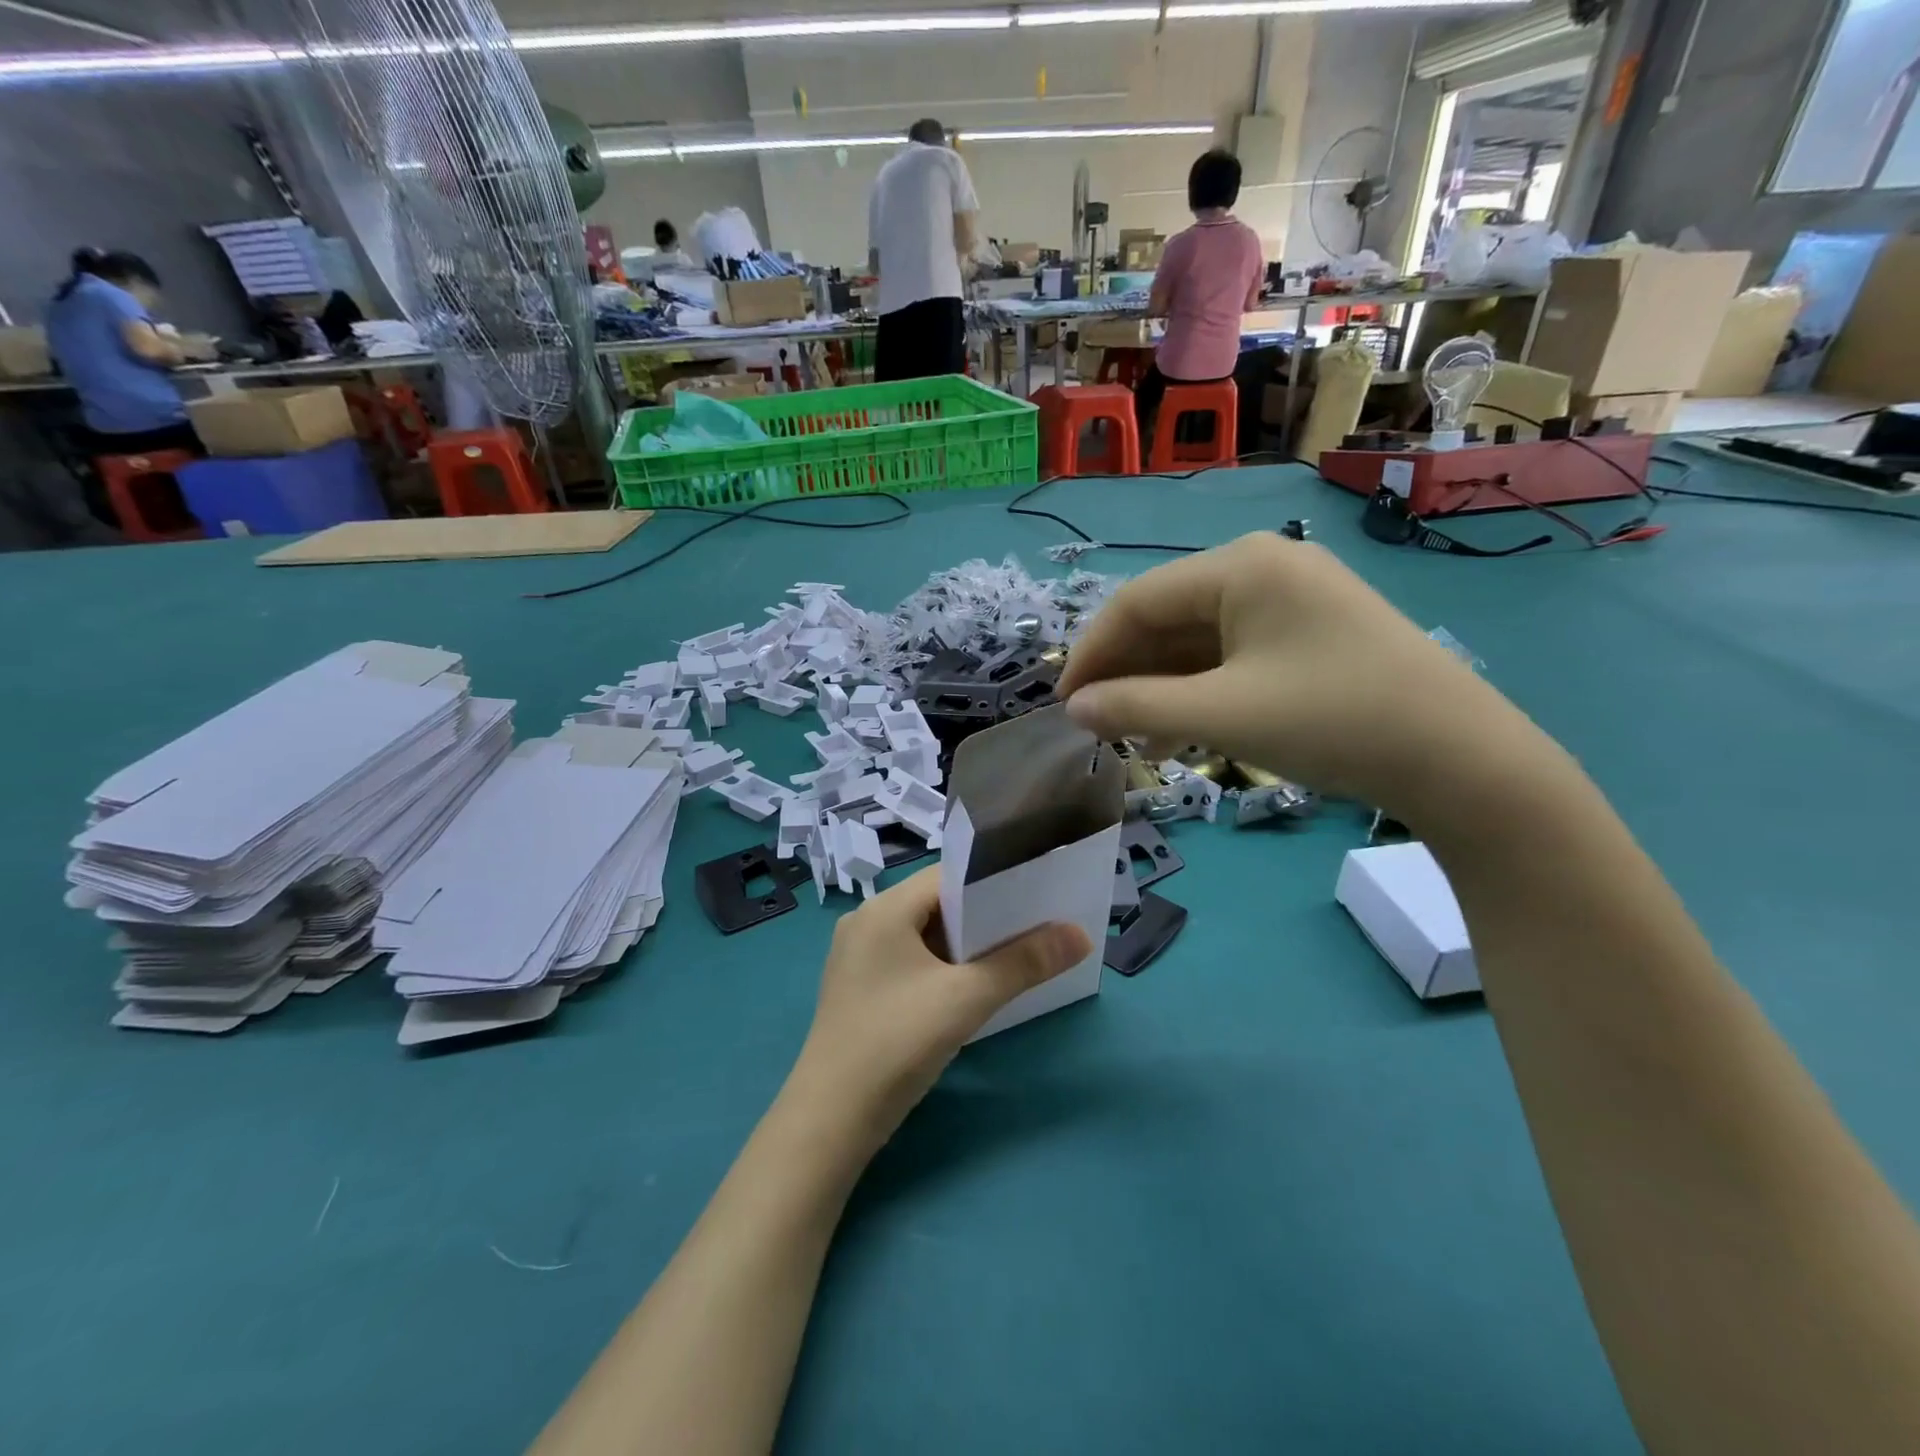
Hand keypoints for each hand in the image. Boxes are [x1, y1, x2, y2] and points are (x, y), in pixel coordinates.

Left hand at [786, 867, 1089, 1152]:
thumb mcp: (967, 998)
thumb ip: (1024, 962)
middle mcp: (867, 922)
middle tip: (1036, 924)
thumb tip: (1081, 935)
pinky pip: (911, 962)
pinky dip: (943, 967)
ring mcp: (859, 958)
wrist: (830, 1120)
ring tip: (1016, 953)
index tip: (1037, 892)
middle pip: (937, 905)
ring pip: (925, 936)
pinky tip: (973, 987)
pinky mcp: (861, 989)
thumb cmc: (897, 1042)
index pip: (948, 876)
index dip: (994, 881)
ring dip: (966, 946)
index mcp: (884, 909)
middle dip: (986, 916)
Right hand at [1057, 532, 1560, 823]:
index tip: (1063, 703)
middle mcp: (1264, 567)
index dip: (1091, 653)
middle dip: (1126, 672)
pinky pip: (1234, 653)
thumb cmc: (1333, 721)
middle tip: (1095, 724)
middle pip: (1167, 617)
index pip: (1137, 601)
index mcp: (1240, 566)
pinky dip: (1201, 689)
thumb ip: (1136, 708)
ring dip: (1160, 686)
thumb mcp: (1223, 716)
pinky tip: (1180, 731)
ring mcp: (1292, 599)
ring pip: (1199, 639)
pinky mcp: (1311, 632)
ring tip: (1131, 737)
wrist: (1462, 759)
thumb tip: (1074, 709)